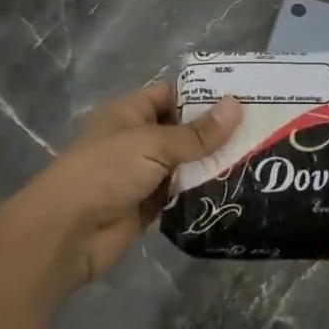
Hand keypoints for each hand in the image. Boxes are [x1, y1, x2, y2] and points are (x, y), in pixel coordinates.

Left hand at [5, 82, 241, 293]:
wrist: (66, 233)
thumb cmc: (104, 173)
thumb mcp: (151, 144)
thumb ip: (196, 133)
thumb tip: (236, 106)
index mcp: (130, 113)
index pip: (173, 95)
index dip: (204, 95)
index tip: (245, 98)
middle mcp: (138, 140)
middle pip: (183, 130)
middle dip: (216, 132)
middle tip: (262, 131)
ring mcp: (144, 174)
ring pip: (186, 164)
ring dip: (213, 164)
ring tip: (258, 160)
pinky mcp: (150, 206)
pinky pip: (183, 193)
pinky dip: (203, 192)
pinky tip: (236, 190)